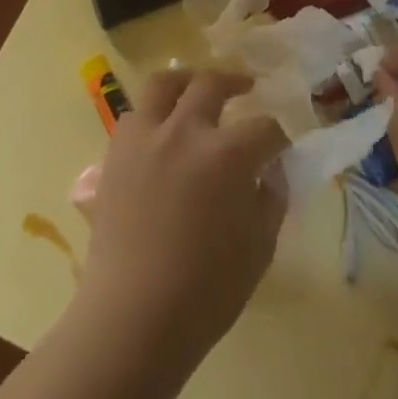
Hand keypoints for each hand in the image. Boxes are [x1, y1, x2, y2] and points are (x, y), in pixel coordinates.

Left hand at [78, 69, 289, 369]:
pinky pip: (134, 116)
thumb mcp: (260, 247)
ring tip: (196, 89)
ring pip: (164, 83)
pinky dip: (152, 115)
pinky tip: (161, 132)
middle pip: (213, 84)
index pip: (265, 128)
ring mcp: (146, 138)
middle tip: (247, 87)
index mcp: (229, 154)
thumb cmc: (207, 291)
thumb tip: (271, 171)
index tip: (281, 147)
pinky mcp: (116, 154)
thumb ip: (271, 198)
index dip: (279, 137)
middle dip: (236, 82)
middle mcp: (186, 131)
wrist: (133, 316)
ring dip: (186, 81)